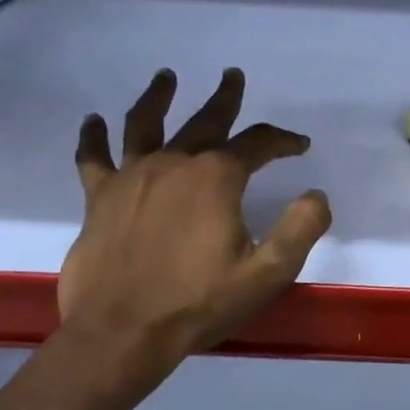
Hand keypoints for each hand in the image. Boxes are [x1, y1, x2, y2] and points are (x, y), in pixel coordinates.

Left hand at [59, 67, 330, 374]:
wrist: (123, 332)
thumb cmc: (201, 302)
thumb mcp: (268, 272)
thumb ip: (300, 229)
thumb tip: (317, 195)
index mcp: (216, 179)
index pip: (257, 144)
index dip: (283, 140)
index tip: (300, 146)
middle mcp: (173, 164)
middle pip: (204, 121)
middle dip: (224, 99)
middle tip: (232, 76)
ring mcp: (131, 177)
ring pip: (145, 124)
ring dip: (158, 97)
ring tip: (165, 77)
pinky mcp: (99, 198)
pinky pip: (93, 157)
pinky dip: (92, 137)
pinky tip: (93, 121)